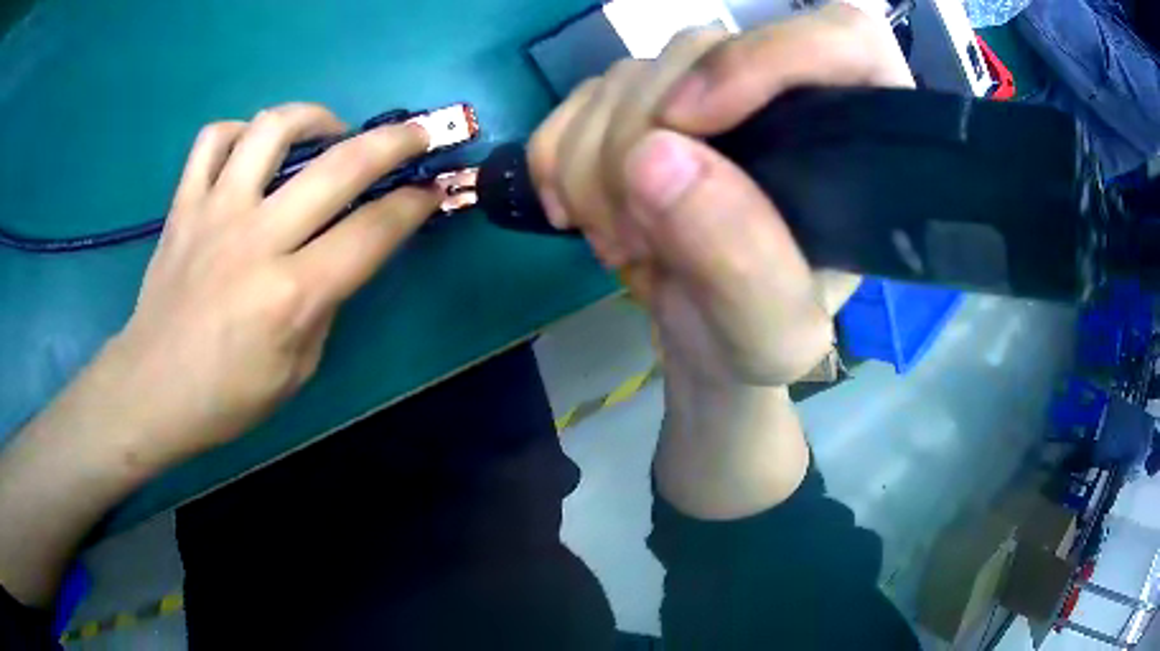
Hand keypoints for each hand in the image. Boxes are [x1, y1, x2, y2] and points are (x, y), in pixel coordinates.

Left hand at [108, 102, 440, 467]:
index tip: (432, 191)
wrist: (151, 391)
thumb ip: (325, 304)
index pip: (372, 232)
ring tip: (328, 131)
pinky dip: (239, 132)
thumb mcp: (297, 370)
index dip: (414, 206)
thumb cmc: (226, 397)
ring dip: (315, 117)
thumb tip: (339, 257)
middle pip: (340, 166)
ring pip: (272, 129)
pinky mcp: (183, 205)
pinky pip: (212, 140)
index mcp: (292, 295)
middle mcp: (257, 240)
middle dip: (395, 142)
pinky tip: (252, 149)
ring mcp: (215, 213)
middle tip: (415, 134)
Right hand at [529, 4, 911, 389]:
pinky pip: (580, 98)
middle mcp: (783, 94)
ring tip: (620, 241)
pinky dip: (557, 156)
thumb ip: (741, 260)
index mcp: (857, 139)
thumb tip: (654, 157)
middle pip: (700, 49)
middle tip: (636, 237)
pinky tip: (577, 212)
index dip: (763, 57)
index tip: (689, 124)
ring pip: (628, 73)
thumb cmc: (759, 340)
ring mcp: (705, 92)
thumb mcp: (773, 334)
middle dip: (640, 141)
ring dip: (594, 164)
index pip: (843, 37)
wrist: (703, 341)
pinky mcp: (643, 104)